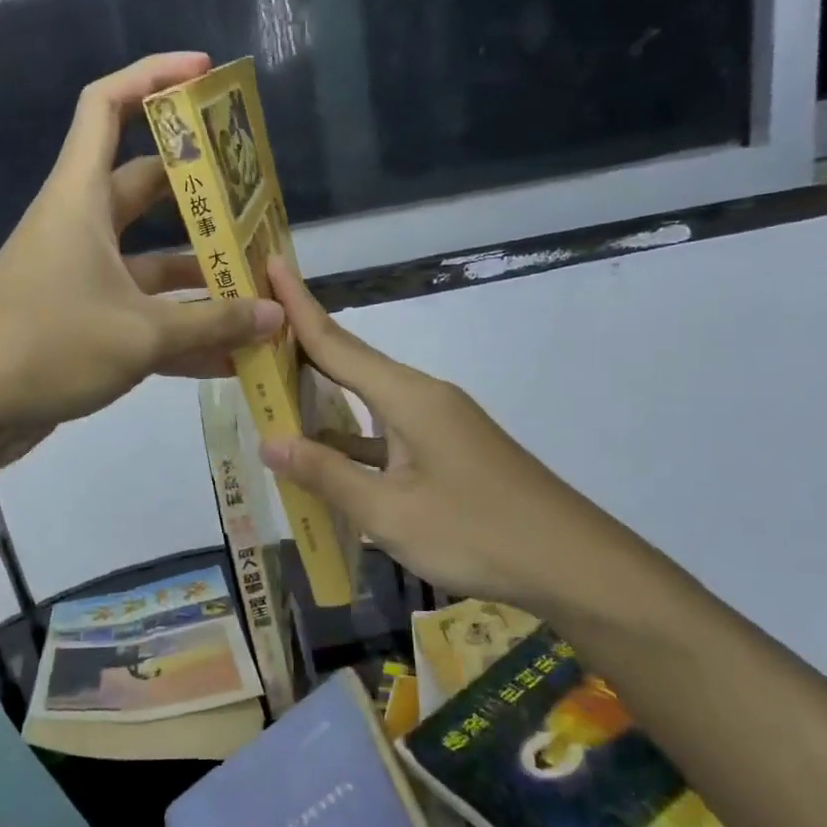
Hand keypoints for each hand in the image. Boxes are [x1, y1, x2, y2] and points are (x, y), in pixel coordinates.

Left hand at [0, 53, 281, 441]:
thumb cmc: (46, 345)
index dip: (152, 76)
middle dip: (201, 191)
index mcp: (81, 199)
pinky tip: (232, 353)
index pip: (107, 106)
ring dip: (201, 271)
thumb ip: (212, 323)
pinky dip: (183, 328)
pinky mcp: (86, 322)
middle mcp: (82, 226)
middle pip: (146, 185)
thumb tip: (276, 317)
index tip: (203, 72)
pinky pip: (145, 313)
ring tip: (260, 282)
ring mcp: (83, 276)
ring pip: (153, 258)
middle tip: (256, 200)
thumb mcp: (140, 334)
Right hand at [259, 258, 639, 617]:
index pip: (337, 342)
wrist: (572, 563)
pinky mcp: (449, 450)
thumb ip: (327, 474)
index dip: (297, 306)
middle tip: (254, 326)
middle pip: (351, 362)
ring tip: (273, 386)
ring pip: (368, 400)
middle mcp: (423, 397)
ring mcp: (440, 424)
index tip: (269, 263)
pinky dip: (353, 436)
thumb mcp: (389, 512)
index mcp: (407, 397)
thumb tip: (269, 441)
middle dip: (302, 343)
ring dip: (324, 394)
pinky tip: (326, 453)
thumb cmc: (476, 533)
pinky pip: (387, 431)